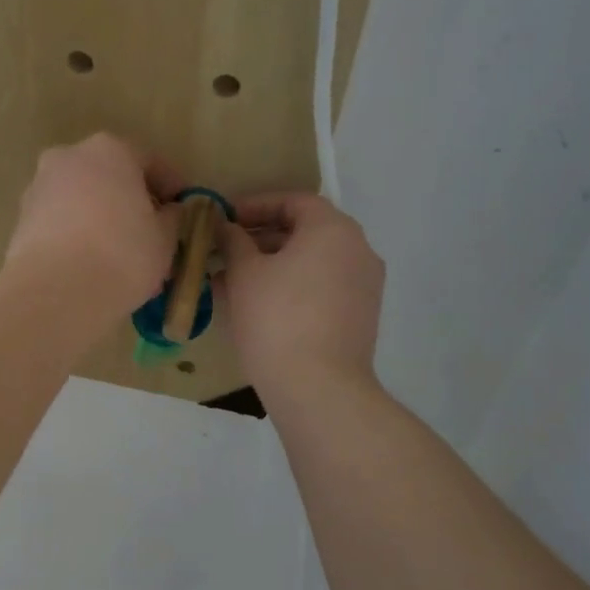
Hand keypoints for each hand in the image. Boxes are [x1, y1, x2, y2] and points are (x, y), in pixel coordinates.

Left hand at [6, 135, 182, 314]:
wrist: (57, 293)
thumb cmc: (123, 254)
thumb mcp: (166, 238)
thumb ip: (172, 218)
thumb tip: (169, 214)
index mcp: (109, 150)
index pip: (149, 161)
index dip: (171, 188)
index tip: (184, 211)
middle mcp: (69, 158)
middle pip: (110, 177)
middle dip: (131, 203)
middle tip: (151, 235)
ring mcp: (39, 188)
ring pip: (82, 201)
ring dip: (102, 220)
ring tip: (121, 258)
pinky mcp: (21, 221)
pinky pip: (61, 223)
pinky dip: (78, 237)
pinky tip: (92, 267)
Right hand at [222, 193, 384, 401]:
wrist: (319, 387)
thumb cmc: (276, 318)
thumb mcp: (244, 273)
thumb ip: (233, 241)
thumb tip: (225, 227)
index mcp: (333, 229)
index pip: (293, 201)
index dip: (255, 206)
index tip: (224, 219)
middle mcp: (358, 250)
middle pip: (305, 231)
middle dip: (260, 239)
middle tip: (224, 252)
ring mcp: (365, 285)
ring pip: (312, 263)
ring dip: (273, 266)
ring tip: (233, 283)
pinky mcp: (361, 317)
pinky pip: (322, 288)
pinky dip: (293, 288)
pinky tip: (259, 307)